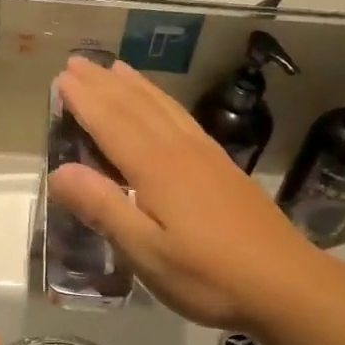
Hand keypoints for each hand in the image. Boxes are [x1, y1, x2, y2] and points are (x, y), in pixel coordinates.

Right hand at [47, 55, 316, 330]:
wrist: (285, 283)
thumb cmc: (207, 275)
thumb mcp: (146, 252)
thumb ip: (103, 208)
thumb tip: (59, 171)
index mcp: (156, 168)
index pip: (111, 123)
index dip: (85, 100)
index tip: (61, 77)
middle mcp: (180, 150)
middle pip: (136, 106)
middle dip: (104, 83)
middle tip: (77, 62)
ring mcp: (206, 155)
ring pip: (163, 107)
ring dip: (135, 85)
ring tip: (115, 68)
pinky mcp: (223, 166)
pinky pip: (183, 118)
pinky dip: (163, 101)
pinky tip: (162, 105)